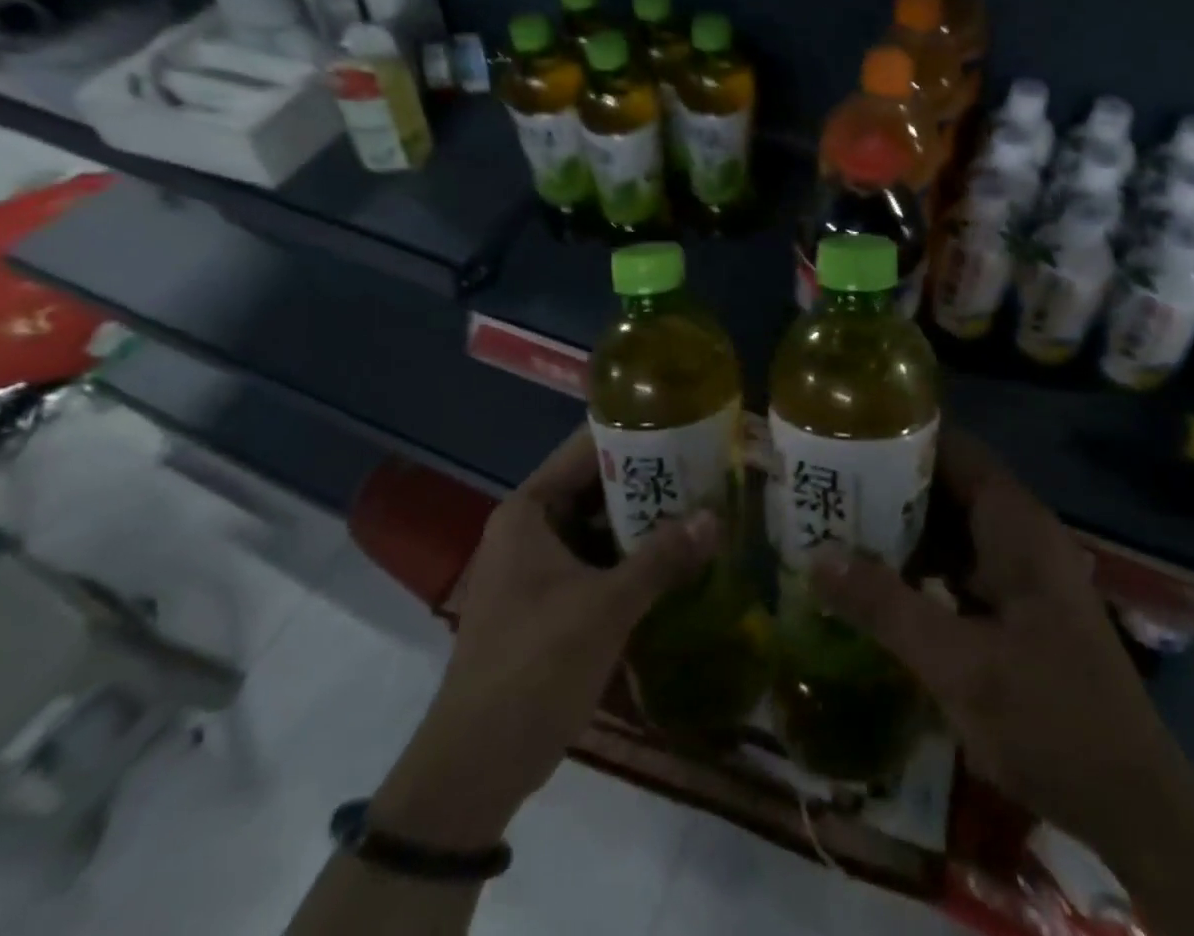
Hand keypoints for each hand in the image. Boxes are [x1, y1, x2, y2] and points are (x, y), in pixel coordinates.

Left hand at [372, 424, 717, 844]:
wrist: (477, 765)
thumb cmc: (535, 665)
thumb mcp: (606, 607)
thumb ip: (662, 558)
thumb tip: (716, 517)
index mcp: (529, 511)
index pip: (586, 450)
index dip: (634, 435)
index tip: (684, 427)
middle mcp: (531, 529)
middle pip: (596, 488)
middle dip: (648, 483)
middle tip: (706, 471)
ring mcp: (539, 567)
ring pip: (600, 529)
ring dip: (644, 524)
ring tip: (702, 508)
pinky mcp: (550, 603)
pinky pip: (597, 563)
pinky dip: (632, 560)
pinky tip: (678, 561)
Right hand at [813, 426, 1171, 843]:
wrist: (1134, 806)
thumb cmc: (1052, 720)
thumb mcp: (960, 665)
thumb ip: (886, 607)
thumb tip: (816, 556)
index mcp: (1015, 524)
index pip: (952, 448)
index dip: (898, 436)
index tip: (843, 437)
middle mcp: (1017, 534)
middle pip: (944, 486)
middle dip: (885, 486)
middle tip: (825, 487)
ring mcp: (1017, 571)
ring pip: (947, 528)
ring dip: (897, 529)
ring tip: (833, 525)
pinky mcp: (1012, 607)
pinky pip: (955, 566)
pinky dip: (916, 566)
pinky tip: (872, 582)